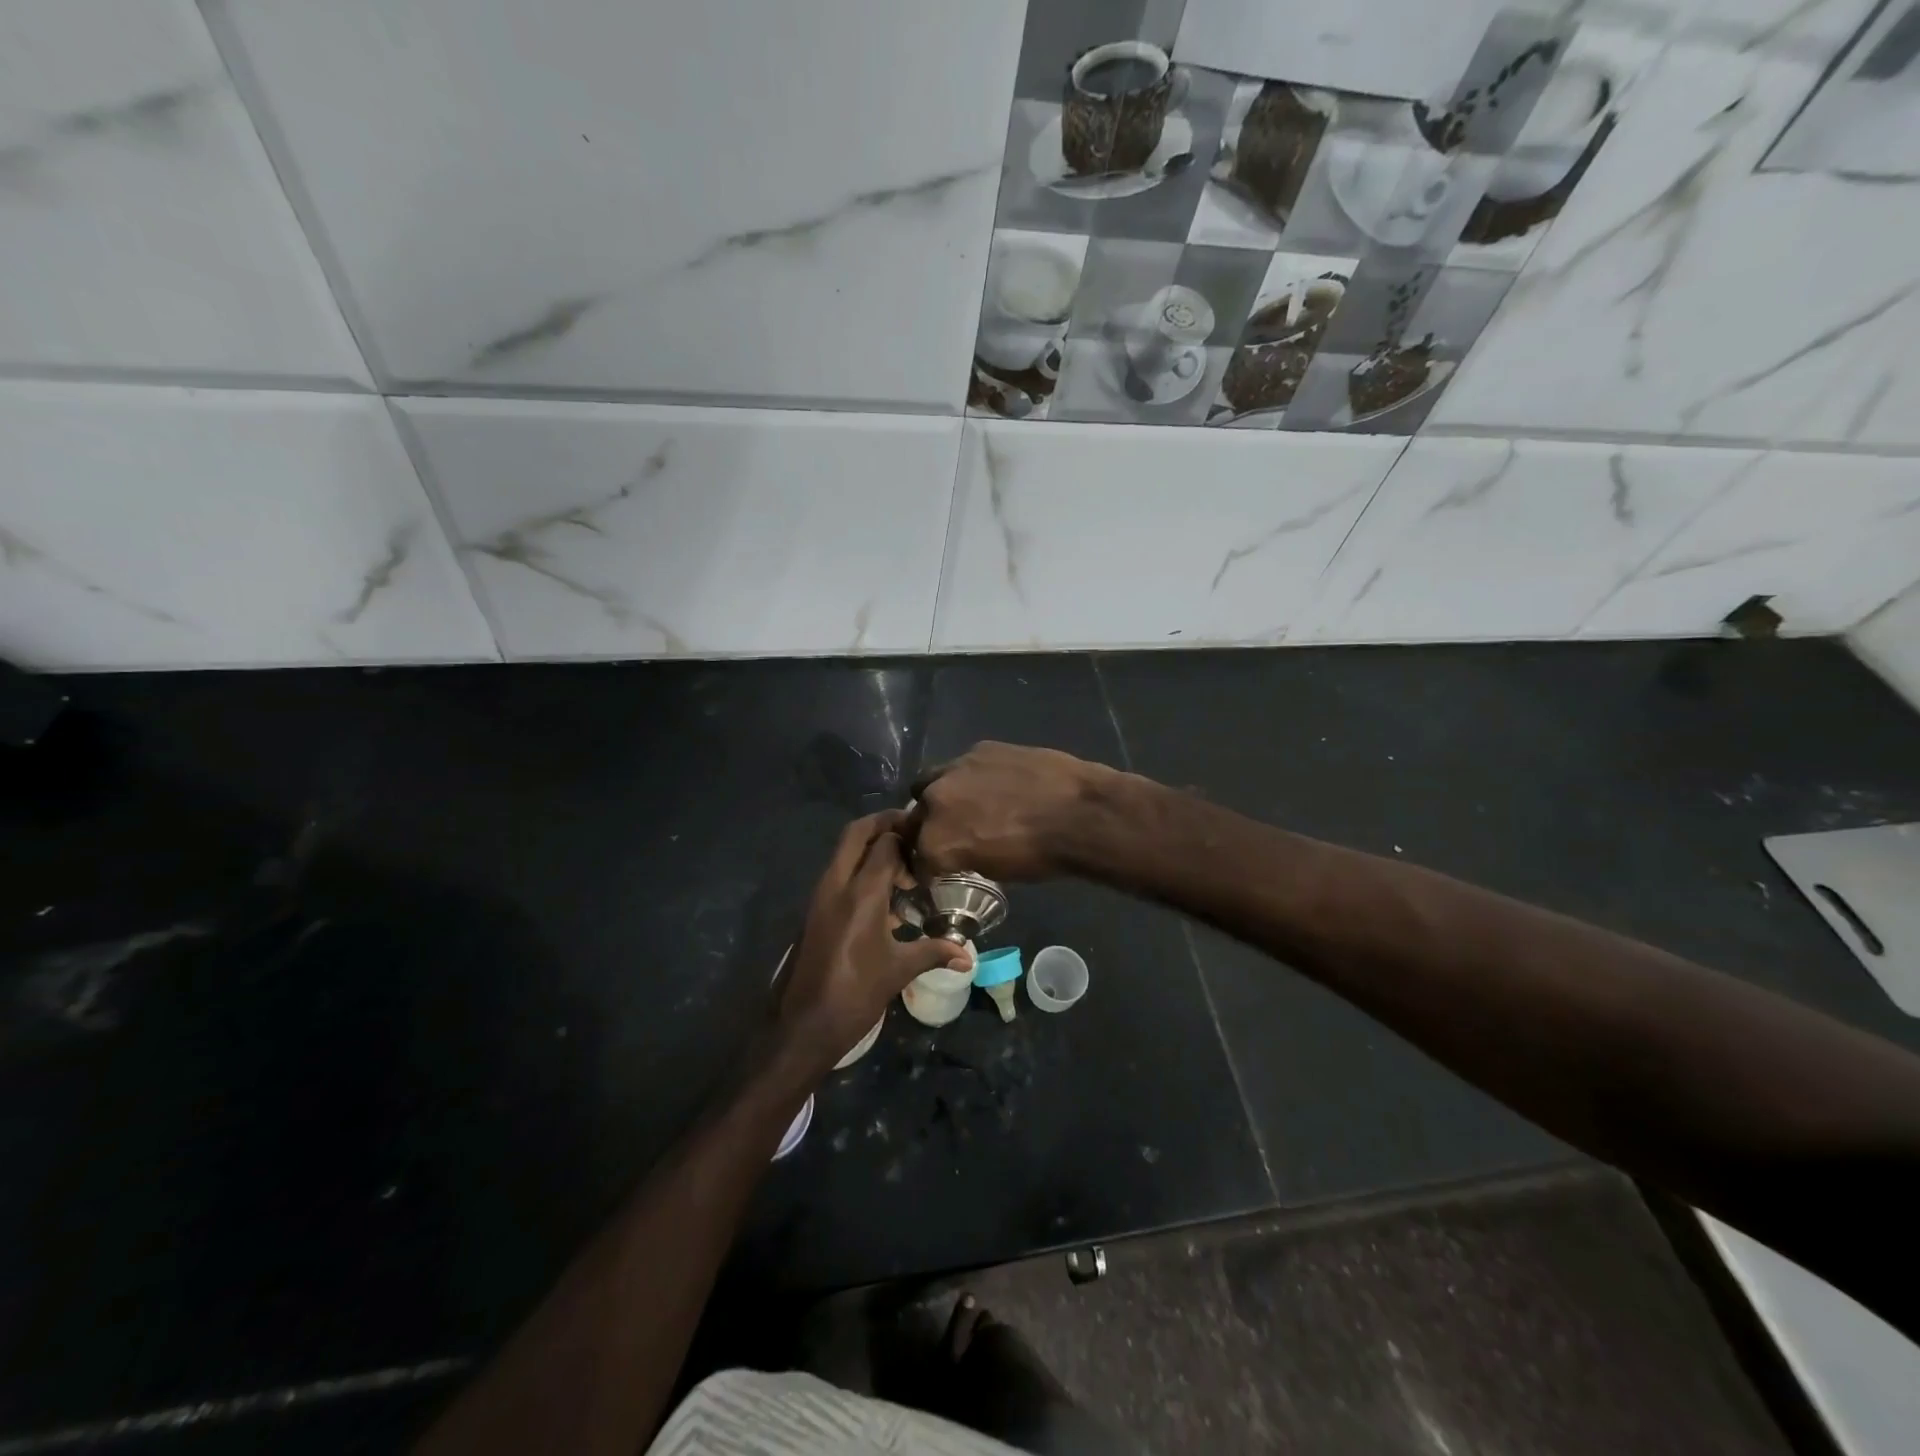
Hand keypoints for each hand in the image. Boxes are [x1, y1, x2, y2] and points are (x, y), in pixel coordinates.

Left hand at [777, 811, 971, 1076]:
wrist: (805, 1024)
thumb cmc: (856, 994)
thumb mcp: (899, 970)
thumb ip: (934, 952)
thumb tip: (968, 955)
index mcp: (861, 893)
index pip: (886, 843)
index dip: (909, 837)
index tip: (932, 843)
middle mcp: (837, 884)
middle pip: (856, 833)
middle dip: (883, 823)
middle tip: (912, 830)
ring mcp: (821, 895)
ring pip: (844, 852)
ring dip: (870, 847)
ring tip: (904, 866)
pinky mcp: (815, 910)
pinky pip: (839, 873)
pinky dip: (860, 869)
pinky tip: (885, 895)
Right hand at [910, 742, 1115, 881]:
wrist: (1080, 813)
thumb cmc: (1041, 856)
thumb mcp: (995, 870)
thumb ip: (964, 856)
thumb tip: (961, 851)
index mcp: (936, 842)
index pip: (917, 859)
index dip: (928, 866)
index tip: (939, 869)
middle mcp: (935, 802)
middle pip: (916, 818)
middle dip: (929, 829)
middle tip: (952, 835)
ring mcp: (956, 769)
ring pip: (929, 782)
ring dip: (940, 796)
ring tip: (966, 803)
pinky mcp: (980, 748)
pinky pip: (963, 765)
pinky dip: (971, 777)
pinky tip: (996, 783)